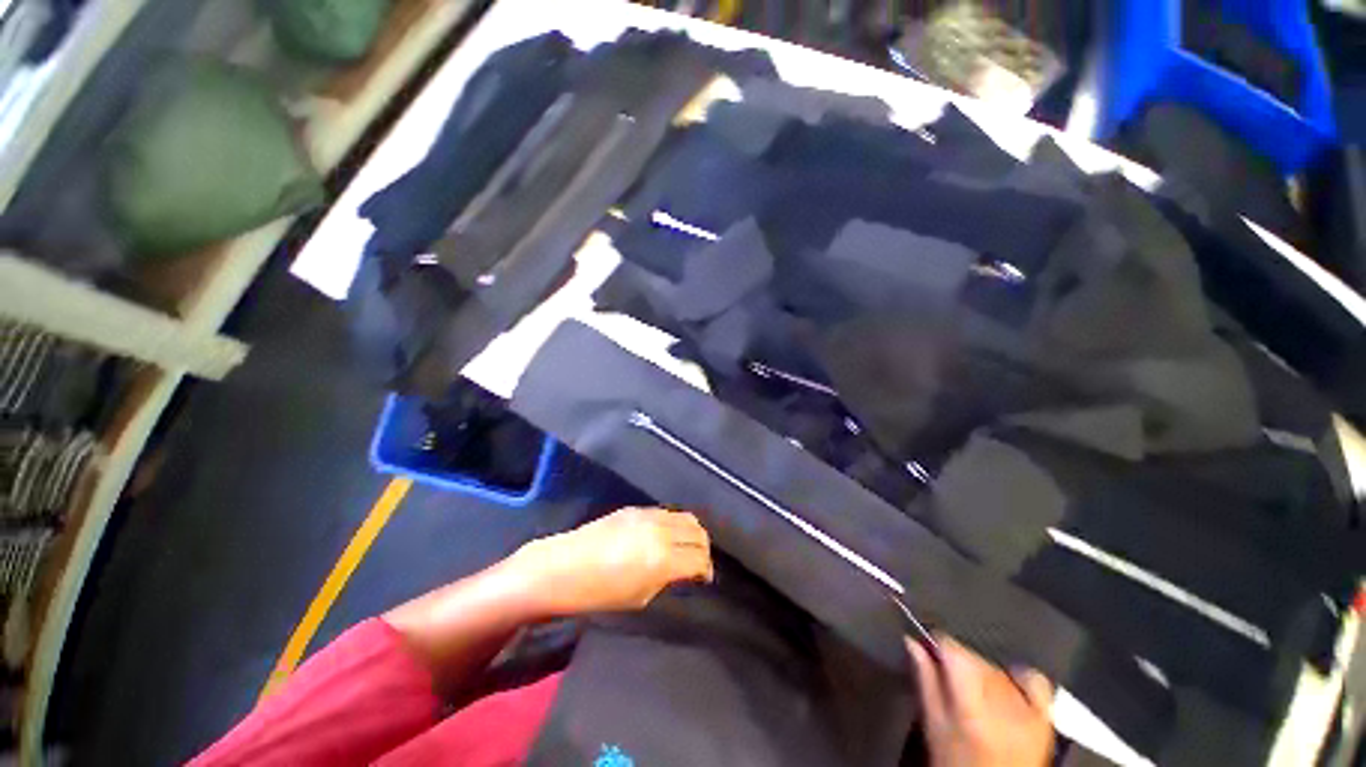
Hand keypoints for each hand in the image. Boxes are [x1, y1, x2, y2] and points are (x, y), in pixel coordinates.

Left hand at [512, 507, 713, 615]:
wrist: (562, 568)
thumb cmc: (598, 594)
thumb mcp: (640, 597)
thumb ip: (668, 579)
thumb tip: (683, 571)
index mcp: (663, 559)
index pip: (700, 558)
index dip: (706, 570)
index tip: (704, 578)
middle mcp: (661, 531)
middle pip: (698, 532)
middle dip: (703, 548)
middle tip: (698, 562)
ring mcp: (648, 515)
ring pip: (686, 517)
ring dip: (691, 532)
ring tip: (685, 546)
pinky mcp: (636, 508)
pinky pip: (666, 512)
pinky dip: (674, 523)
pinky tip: (666, 535)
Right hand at [909, 636, 1054, 766]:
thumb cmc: (956, 762)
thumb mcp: (934, 726)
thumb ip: (925, 681)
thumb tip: (912, 641)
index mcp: (970, 705)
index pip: (953, 650)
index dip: (935, 643)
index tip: (925, 647)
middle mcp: (1002, 701)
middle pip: (974, 657)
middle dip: (957, 661)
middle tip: (947, 679)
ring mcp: (1027, 709)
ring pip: (996, 668)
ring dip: (980, 672)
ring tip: (972, 693)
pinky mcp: (1045, 716)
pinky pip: (1034, 680)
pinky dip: (1018, 676)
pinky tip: (1007, 684)